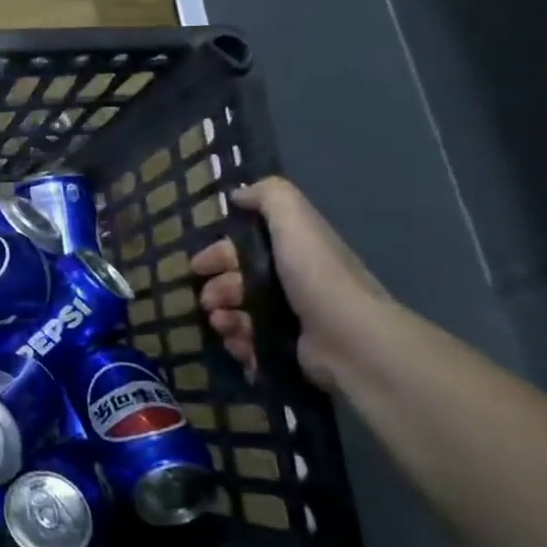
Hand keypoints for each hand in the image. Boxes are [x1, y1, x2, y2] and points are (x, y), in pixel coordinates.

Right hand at [190, 176, 390, 393]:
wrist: (350, 340)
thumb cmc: (317, 277)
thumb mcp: (294, 221)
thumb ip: (269, 196)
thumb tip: (238, 193)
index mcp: (294, 254)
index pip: (245, 249)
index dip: (217, 254)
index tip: (196, 267)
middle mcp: (294, 285)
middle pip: (239, 284)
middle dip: (216, 291)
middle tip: (208, 303)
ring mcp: (293, 321)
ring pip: (241, 315)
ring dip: (223, 318)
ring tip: (223, 325)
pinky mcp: (291, 352)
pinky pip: (252, 346)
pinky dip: (240, 344)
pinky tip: (239, 345)